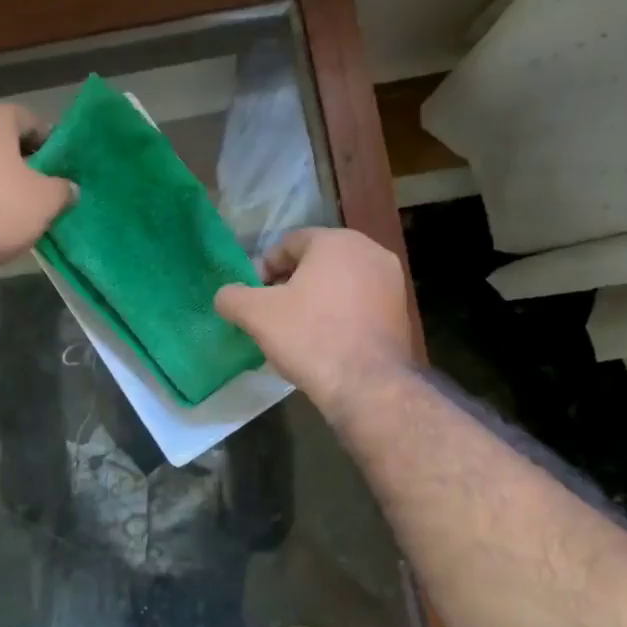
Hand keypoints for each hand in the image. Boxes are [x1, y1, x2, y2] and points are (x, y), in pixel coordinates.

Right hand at [214, 228, 412, 408]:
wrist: (367, 385)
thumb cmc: (309, 337)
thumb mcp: (257, 315)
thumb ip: (233, 297)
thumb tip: (225, 295)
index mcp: (336, 241)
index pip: (289, 243)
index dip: (265, 268)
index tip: (254, 296)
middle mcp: (369, 251)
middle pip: (317, 261)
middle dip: (292, 282)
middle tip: (273, 312)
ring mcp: (391, 281)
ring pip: (340, 282)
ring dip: (316, 298)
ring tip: (298, 328)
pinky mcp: (401, 310)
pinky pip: (360, 302)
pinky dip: (340, 313)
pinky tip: (325, 340)